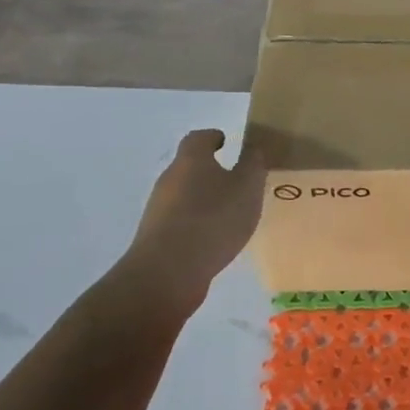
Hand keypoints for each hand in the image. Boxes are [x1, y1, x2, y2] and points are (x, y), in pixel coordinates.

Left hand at [112, 129, 266, 317]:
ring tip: (230, 212)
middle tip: (236, 180)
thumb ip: (253, 165)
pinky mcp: (156, 237)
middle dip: (210, 170)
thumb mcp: (247, 187)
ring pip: (184, 195)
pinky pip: (180, 221)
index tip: (226, 142)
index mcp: (191, 160)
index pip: (198, 138)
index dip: (213, 137)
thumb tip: (253, 149)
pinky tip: (214, 238)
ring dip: (204, 199)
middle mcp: (170, 179)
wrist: (168, 272)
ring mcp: (158, 210)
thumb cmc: (213, 219)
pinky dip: (197, 222)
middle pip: (189, 166)